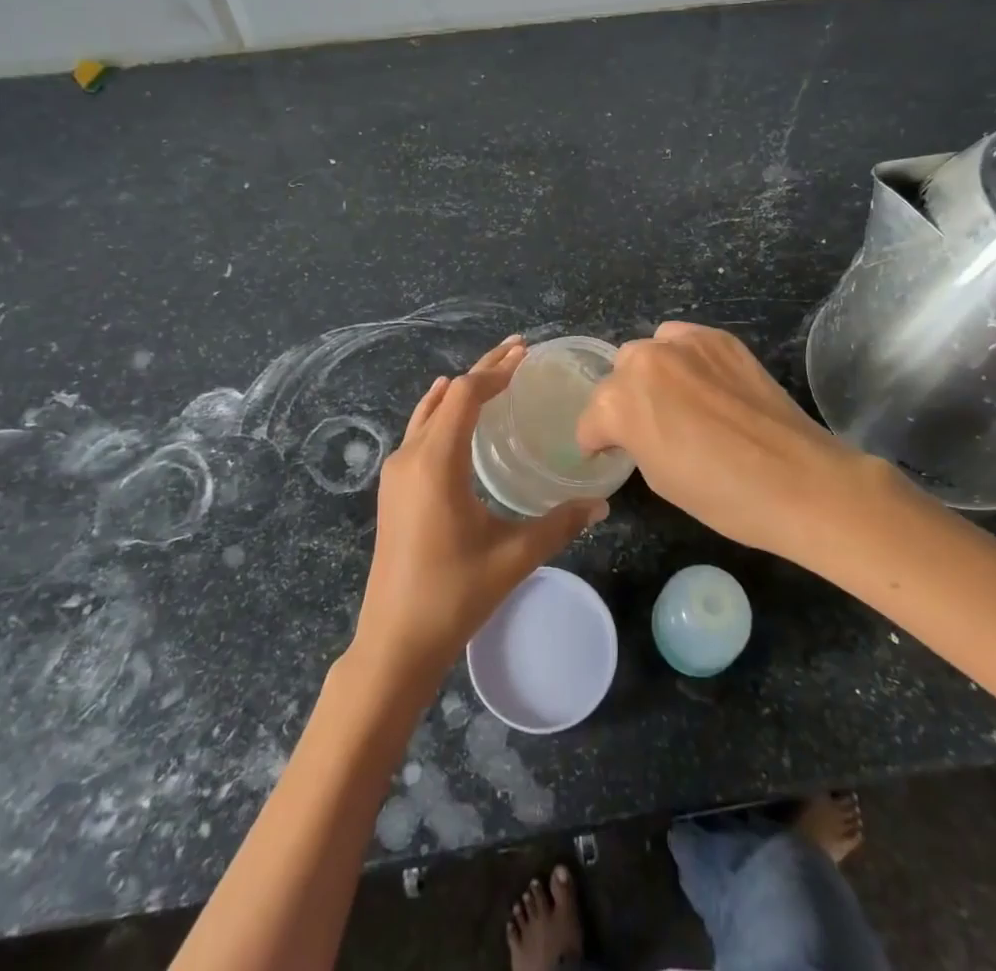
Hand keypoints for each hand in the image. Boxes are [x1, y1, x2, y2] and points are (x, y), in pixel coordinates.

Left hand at [350, 337, 607, 691]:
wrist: (394, 642)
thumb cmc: (454, 595)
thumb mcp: (514, 556)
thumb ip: (560, 523)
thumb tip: (601, 502)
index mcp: (436, 462)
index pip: (464, 395)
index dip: (495, 371)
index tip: (525, 355)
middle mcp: (410, 457)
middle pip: (445, 395)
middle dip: (482, 371)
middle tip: (517, 352)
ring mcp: (396, 473)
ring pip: (428, 413)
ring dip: (459, 391)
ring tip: (494, 376)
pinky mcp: (393, 490)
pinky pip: (419, 432)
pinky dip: (442, 413)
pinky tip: (457, 418)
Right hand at [576, 321, 861, 555]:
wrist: (799, 481)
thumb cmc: (722, 496)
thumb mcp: (658, 478)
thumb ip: (633, 440)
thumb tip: (635, 430)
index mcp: (618, 403)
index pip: (591, 420)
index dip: (599, 442)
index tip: (611, 454)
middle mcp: (643, 362)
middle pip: (617, 376)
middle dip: (625, 401)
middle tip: (650, 428)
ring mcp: (683, 344)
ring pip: (648, 350)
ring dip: (652, 374)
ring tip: (678, 400)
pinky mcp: (719, 338)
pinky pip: (683, 339)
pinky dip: (684, 358)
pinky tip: (705, 384)